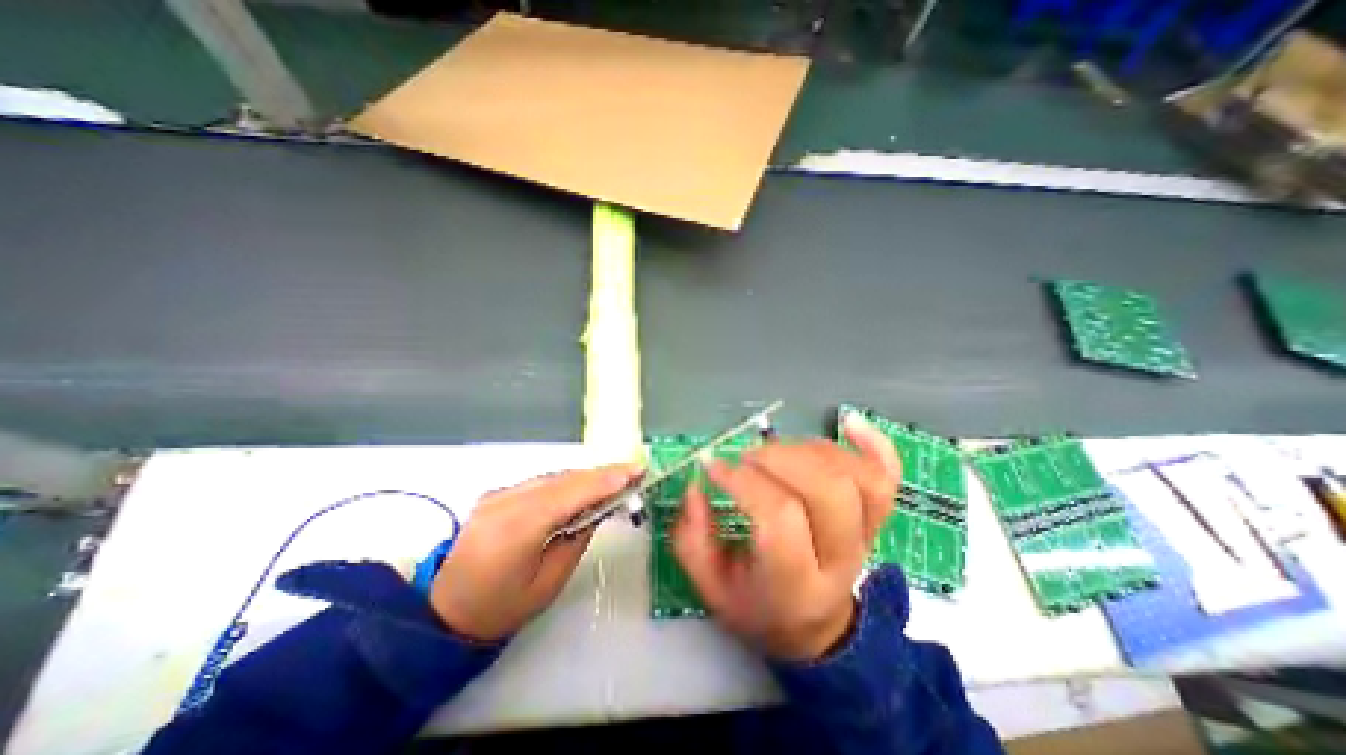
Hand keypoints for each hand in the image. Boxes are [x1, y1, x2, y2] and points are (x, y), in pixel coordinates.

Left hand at [430, 465, 639, 643]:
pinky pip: (541, 482)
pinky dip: (567, 482)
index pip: (571, 493)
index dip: (606, 480)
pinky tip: (583, 488)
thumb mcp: (548, 583)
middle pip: (564, 479)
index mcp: (517, 527)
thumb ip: (576, 539)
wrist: (443, 613)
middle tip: (633, 473)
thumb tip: (598, 509)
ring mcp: (499, 494)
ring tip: (615, 480)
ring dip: (586, 477)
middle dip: (602, 474)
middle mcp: (506, 501)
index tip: (636, 471)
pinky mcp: (497, 494)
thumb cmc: (500, 609)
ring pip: (553, 476)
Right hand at [672, 413, 903, 659]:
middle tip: (747, 459)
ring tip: (775, 453)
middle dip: (779, 459)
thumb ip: (693, 540)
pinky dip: (873, 443)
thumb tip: (696, 487)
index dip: (743, 482)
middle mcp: (840, 559)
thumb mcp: (711, 588)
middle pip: (828, 491)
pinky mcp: (877, 516)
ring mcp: (867, 535)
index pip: (779, 519)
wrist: (813, 625)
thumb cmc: (757, 605)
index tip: (713, 467)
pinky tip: (847, 422)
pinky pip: (888, 474)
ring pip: (856, 476)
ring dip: (809, 449)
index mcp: (795, 585)